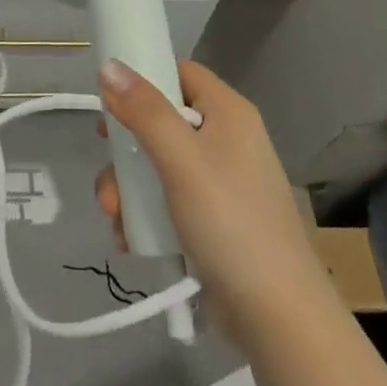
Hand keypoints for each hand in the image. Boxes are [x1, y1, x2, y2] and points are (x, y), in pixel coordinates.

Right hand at [94, 59, 323, 338]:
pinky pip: (166, 201)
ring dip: (129, 189)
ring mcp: (219, 183)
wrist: (279, 319)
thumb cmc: (231, 224)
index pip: (179, 73)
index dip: (143, 78)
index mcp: (228, 113)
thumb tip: (109, 66)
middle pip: (160, 122)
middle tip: (109, 171)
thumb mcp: (181, 160)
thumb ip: (144, 111)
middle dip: (125, 150)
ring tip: (116, 218)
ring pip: (156, 165)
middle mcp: (225, 140)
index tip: (107, 100)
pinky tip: (130, 238)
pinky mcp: (212, 221)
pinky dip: (144, 215)